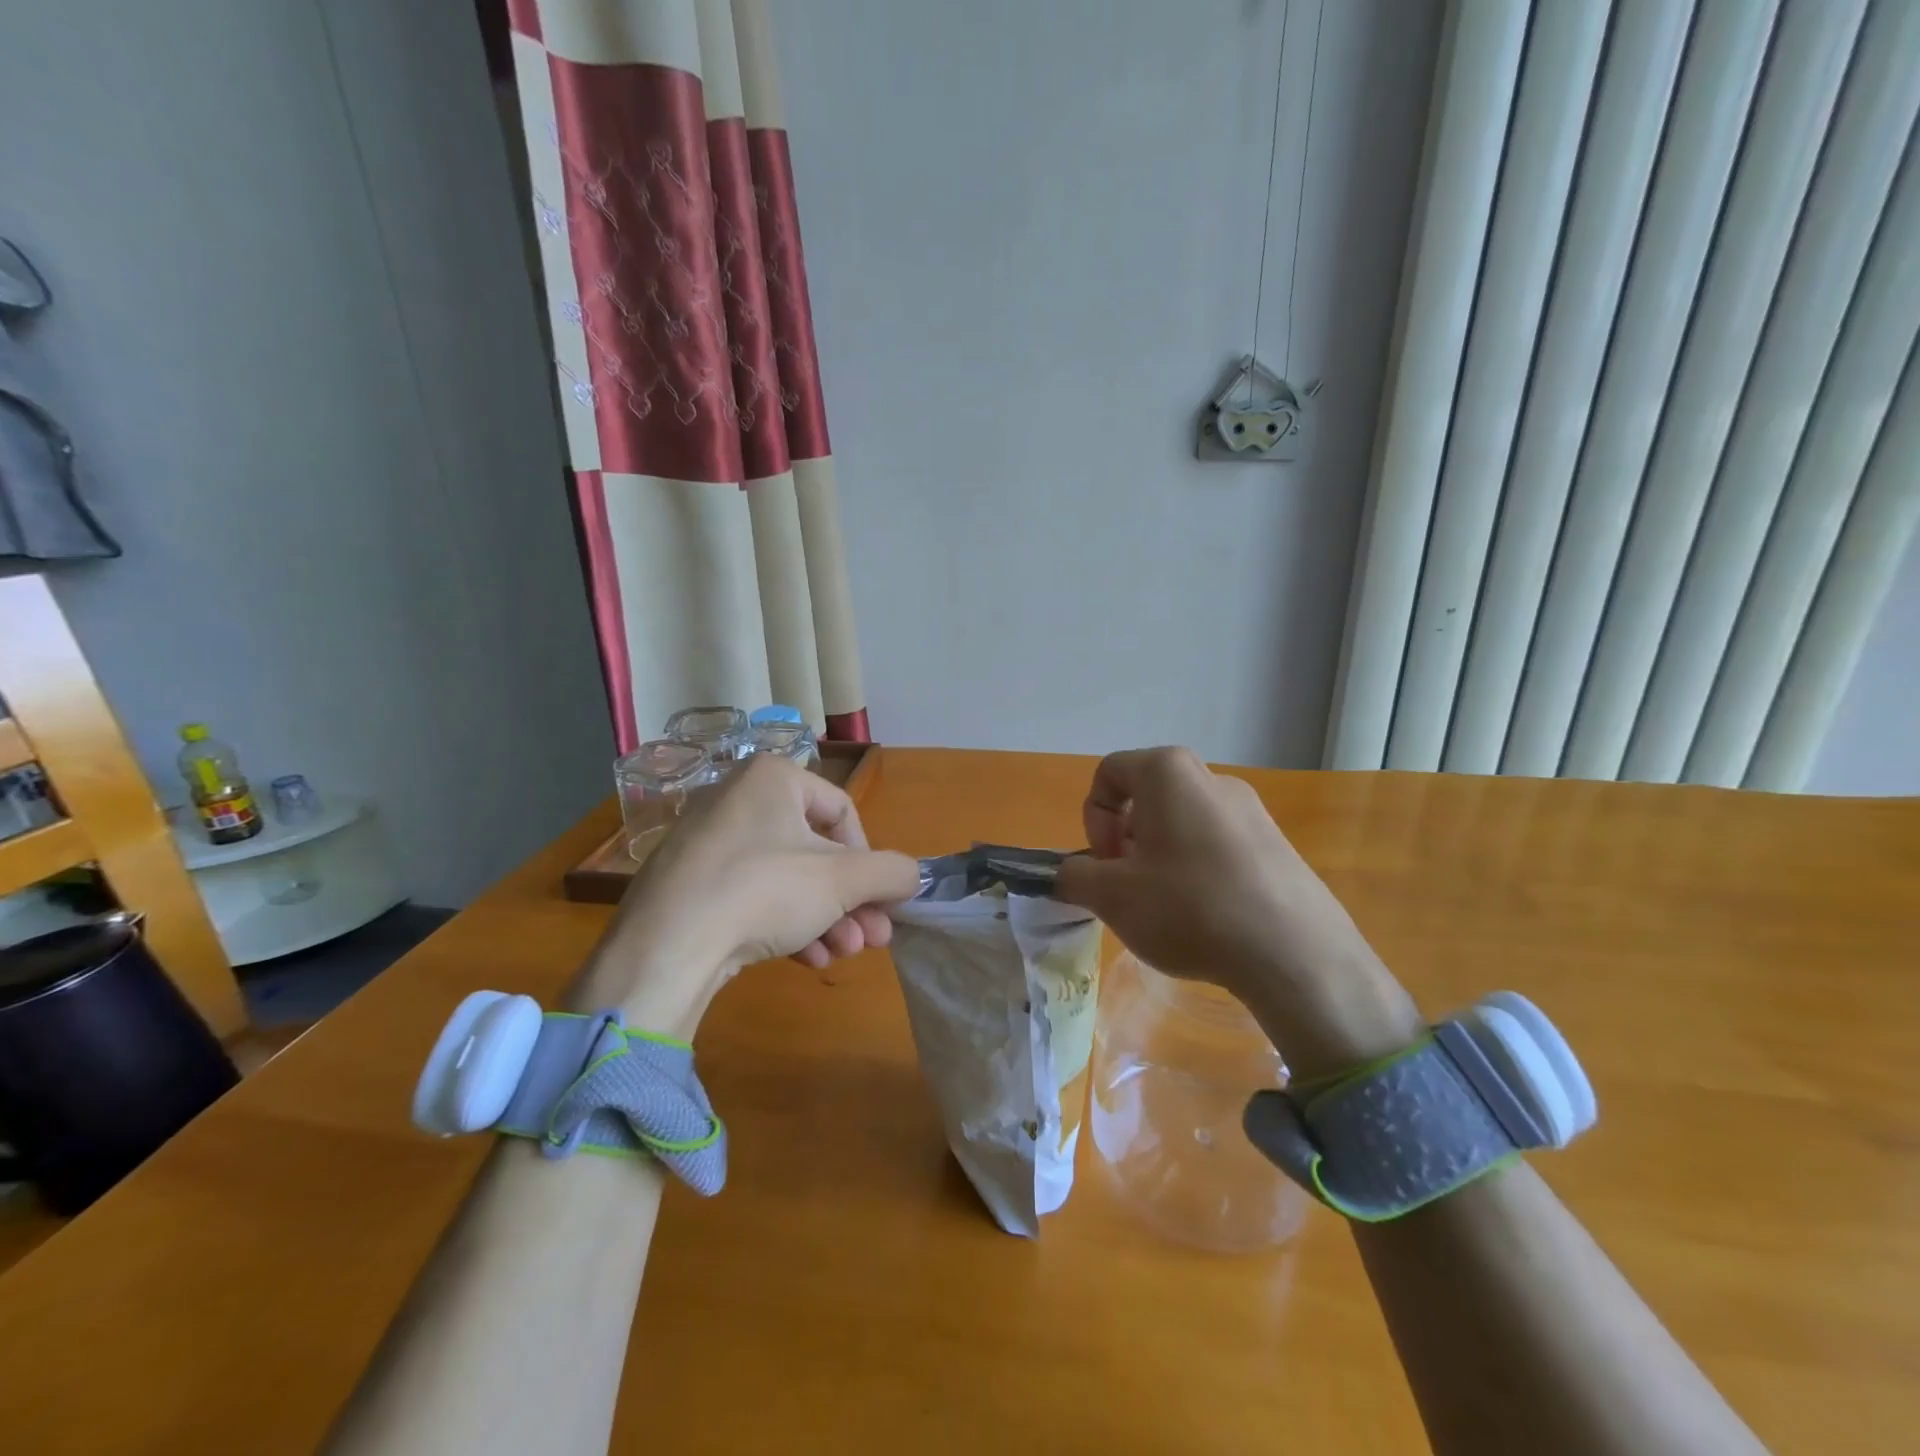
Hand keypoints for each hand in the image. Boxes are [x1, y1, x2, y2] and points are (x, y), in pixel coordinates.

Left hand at [570, 756, 919, 1035]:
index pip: (843, 812)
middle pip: (816, 852)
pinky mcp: (689, 884)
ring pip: (787, 878)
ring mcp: (707, 843)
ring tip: (843, 955)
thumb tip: (911, 877)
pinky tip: (807, 959)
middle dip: (851, 900)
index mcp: (772, 778)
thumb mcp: (844, 880)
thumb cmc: (764, 891)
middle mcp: (737, 799)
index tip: (879, 899)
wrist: (665, 950)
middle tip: (873, 939)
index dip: (870, 858)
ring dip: (826, 918)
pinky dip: (786, 924)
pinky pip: (752, 896)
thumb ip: (891, 872)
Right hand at [1053, 747, 1420, 1079]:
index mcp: (1167, 772)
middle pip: (1146, 798)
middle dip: (1125, 840)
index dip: (1093, 817)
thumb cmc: (1188, 907)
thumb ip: (1073, 877)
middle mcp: (1211, 778)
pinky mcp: (1276, 844)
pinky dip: (1197, 871)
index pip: (1108, 773)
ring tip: (1167, 908)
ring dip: (1159, 857)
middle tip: (1129, 887)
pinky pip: (1218, 846)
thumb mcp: (1111, 896)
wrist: (1293, 952)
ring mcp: (1251, 810)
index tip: (1105, 863)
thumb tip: (1062, 874)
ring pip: (1182, 823)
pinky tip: (1206, 917)